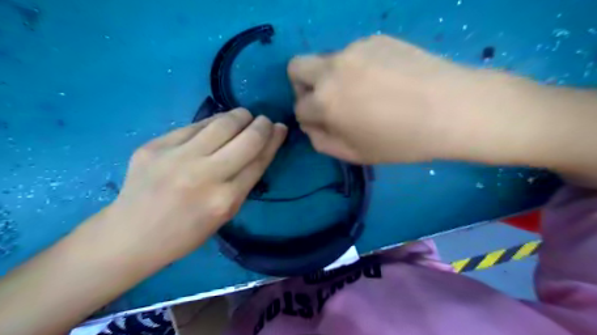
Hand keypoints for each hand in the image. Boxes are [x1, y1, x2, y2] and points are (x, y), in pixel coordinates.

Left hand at [104, 110, 286, 263]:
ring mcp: (177, 157)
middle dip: (262, 124)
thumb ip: (243, 182)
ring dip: (239, 116)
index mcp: (225, 200)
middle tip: (264, 121)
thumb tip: (259, 149)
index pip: (259, 160)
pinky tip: (216, 124)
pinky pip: (194, 126)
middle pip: (247, 139)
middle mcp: (204, 175)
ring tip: (244, 116)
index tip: (280, 129)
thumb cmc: (185, 232)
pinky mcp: (155, 146)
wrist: (131, 235)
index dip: (274, 141)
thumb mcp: (224, 214)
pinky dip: (212, 122)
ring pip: (222, 123)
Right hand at [289, 34, 512, 163]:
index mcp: (325, 101)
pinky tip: (384, 80)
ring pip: (327, 61)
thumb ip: (322, 141)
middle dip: (302, 86)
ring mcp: (354, 49)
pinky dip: (358, 68)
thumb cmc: (401, 141)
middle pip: (296, 68)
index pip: (298, 107)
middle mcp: (332, 68)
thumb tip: (310, 125)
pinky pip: (353, 54)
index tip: (325, 124)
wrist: (453, 109)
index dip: (309, 119)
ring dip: (333, 77)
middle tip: (326, 100)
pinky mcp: (375, 38)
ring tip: (365, 92)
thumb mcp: (355, 154)